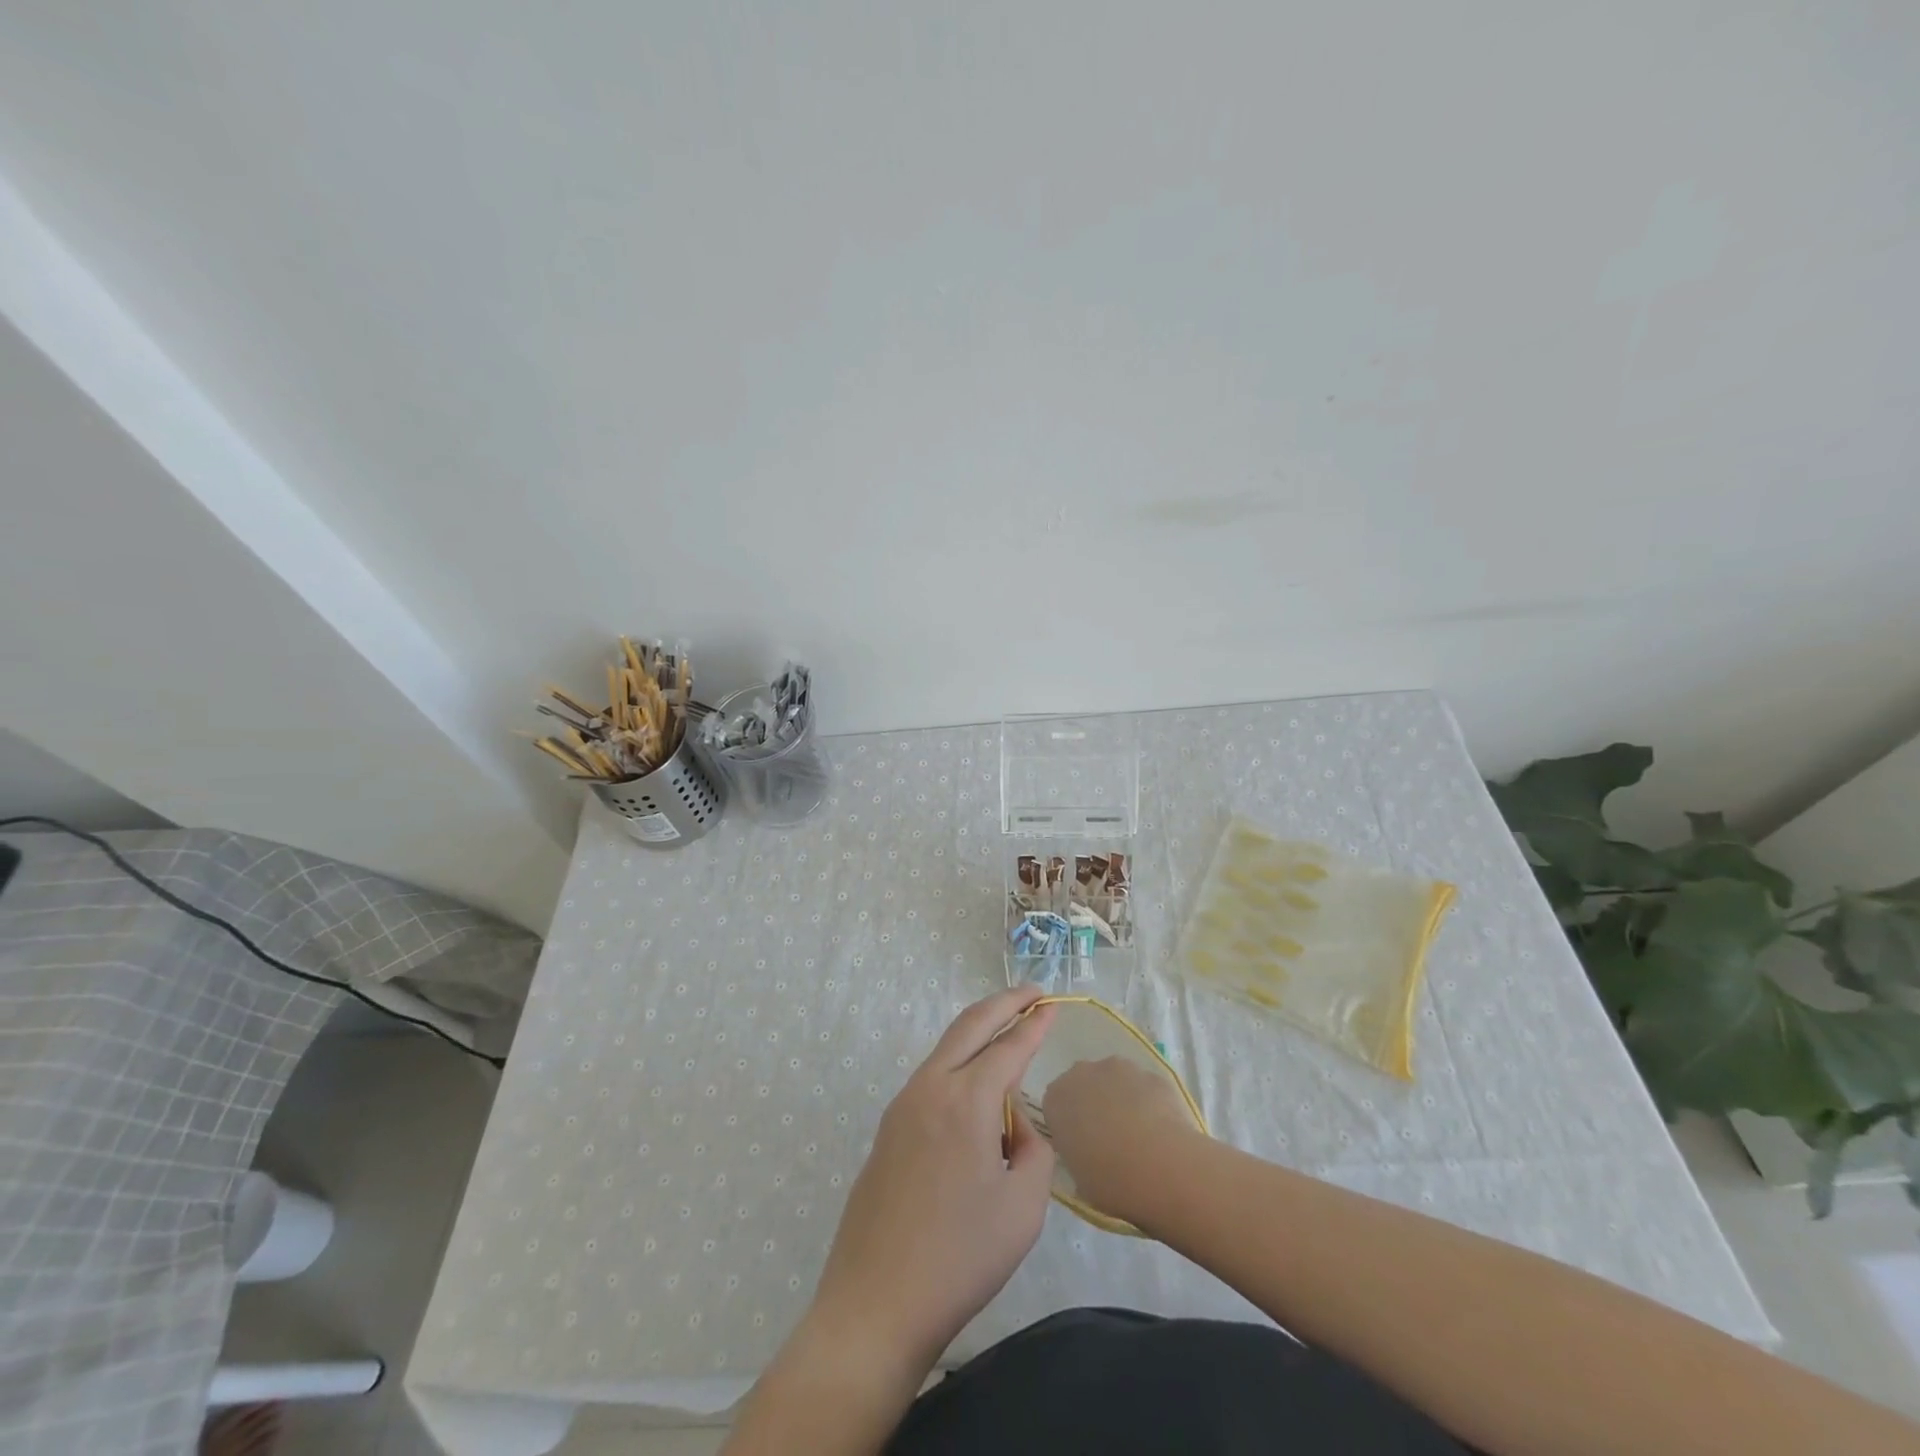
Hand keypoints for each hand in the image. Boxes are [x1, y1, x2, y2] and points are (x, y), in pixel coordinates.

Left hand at [808, 985, 1056, 1369]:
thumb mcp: (1023, 1208)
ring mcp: (902, 1105)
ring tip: (1009, 1032)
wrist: (876, 1302)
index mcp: (966, 1100)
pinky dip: (960, 1064)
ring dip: (979, 1032)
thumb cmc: (960, 1257)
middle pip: (970, 1025)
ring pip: (946, 1048)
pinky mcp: (889, 1128)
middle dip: (1004, 1003)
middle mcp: (930, 1087)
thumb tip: (1015, 1127)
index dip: (1035, 1024)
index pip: (1009, 1046)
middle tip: (1032, 992)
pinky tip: (976, 1089)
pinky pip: (932, 1078)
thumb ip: (1034, 1151)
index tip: (1053, 1004)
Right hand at [1043, 1055, 1202, 1223]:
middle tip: (1108, 1139)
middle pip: (1084, 1084)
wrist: (1161, 1168)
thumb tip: (1087, 1151)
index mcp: (1056, 1098)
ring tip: (1139, 1136)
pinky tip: (1161, 1132)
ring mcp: (1119, 1068)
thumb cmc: (1110, 1180)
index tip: (1080, 1147)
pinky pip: (1145, 1088)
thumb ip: (1075, 1152)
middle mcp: (1082, 1073)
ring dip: (1121, 1099)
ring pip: (1115, 1081)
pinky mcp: (1151, 1073)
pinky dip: (1149, 1103)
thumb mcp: (1078, 1177)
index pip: (1055, 1105)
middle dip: (1093, 1104)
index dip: (1068, 1126)